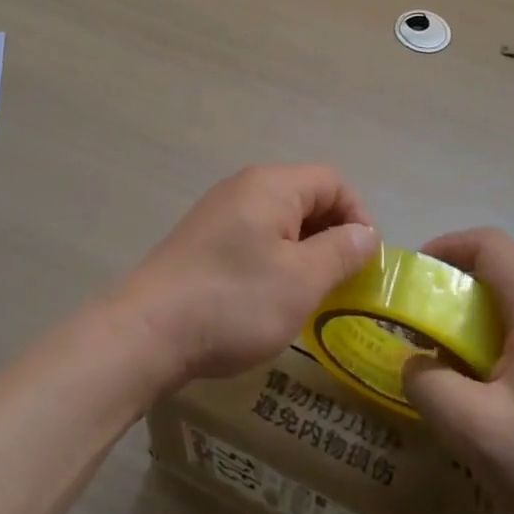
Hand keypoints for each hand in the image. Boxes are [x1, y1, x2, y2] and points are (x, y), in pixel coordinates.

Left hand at [116, 166, 377, 388]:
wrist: (147, 331)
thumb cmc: (235, 301)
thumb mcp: (302, 280)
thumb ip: (341, 251)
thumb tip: (365, 233)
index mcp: (271, 185)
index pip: (332, 182)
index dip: (358, 217)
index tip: (364, 263)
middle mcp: (243, 187)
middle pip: (305, 197)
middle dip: (331, 236)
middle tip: (341, 283)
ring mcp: (218, 213)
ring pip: (279, 221)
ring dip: (303, 252)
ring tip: (309, 295)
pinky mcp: (201, 240)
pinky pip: (252, 238)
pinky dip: (273, 260)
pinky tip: (269, 297)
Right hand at [402, 228, 513, 513]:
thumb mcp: (474, 430)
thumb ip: (428, 384)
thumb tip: (413, 363)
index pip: (490, 245)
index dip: (445, 248)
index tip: (414, 281)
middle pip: (501, 271)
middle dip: (452, 289)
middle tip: (419, 326)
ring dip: (472, 320)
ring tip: (443, 360)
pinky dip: (495, 342)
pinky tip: (482, 389)